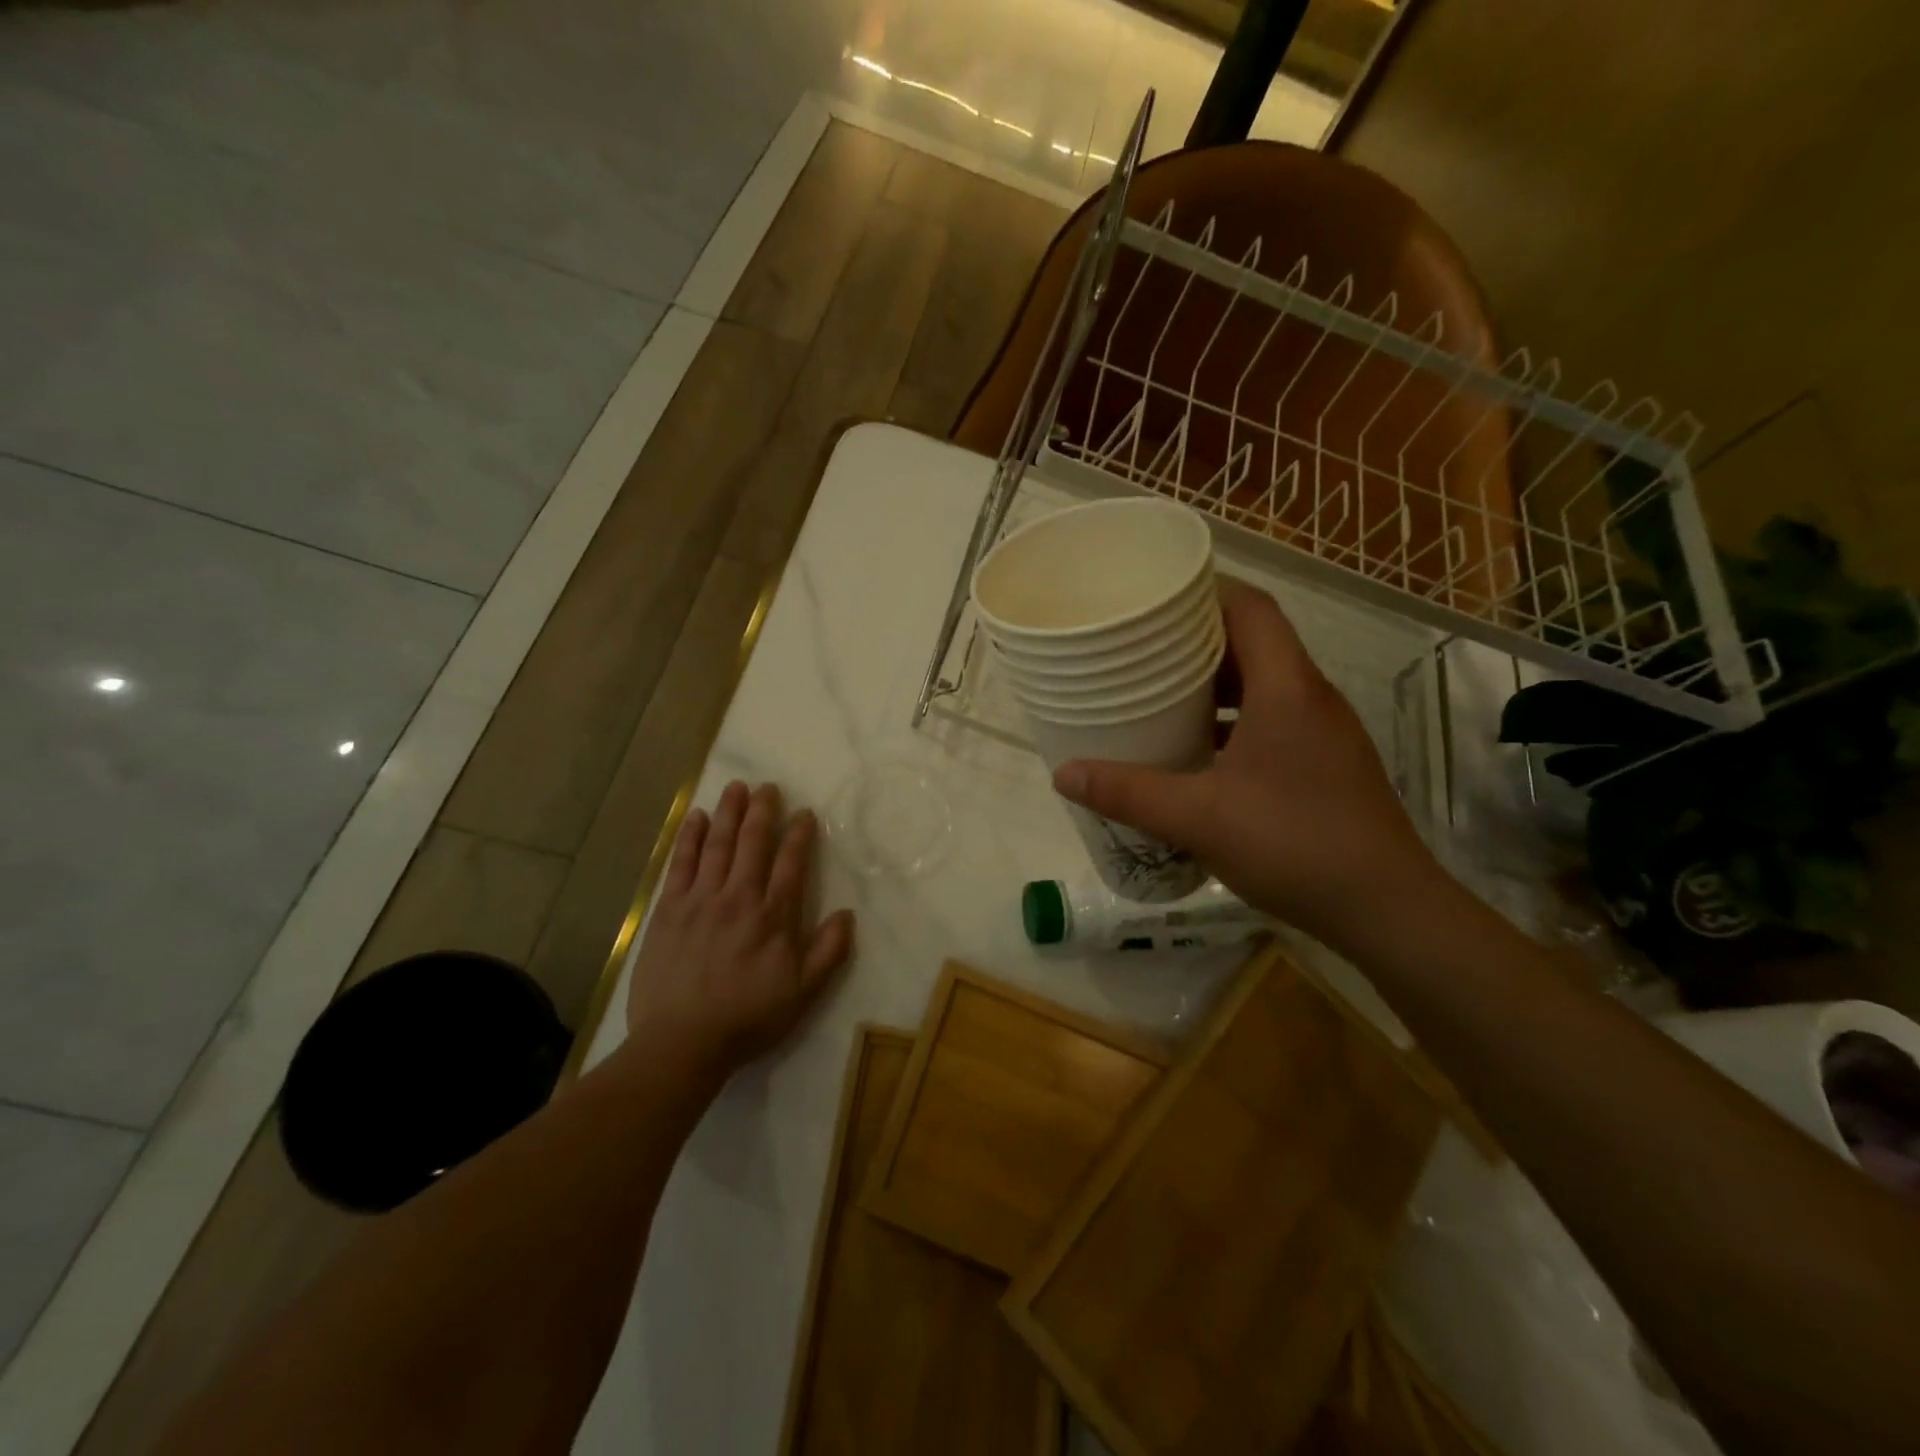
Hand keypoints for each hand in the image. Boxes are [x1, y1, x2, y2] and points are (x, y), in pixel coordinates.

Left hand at [625, 781, 853, 1086]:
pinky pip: (681, 864)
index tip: (805, 813)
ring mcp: (701, 900)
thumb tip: (847, 913)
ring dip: (728, 813)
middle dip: (762, 811)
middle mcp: (739, 898)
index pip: (791, 863)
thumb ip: (829, 951)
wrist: (682, 1042)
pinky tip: (696, 817)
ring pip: (718, 845)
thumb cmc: (748, 1018)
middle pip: (753, 843)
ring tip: (735, 787)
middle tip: (767, 787)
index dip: (799, 835)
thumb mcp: (803, 993)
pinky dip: (690, 838)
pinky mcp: (669, 910)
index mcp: (774, 916)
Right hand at [1052, 582, 1441, 949]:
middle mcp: (1311, 698)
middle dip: (1197, 640)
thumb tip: (1063, 774)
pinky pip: (1274, 721)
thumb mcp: (1198, 818)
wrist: (1387, 910)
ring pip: (1265, 685)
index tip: (1156, 598)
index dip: (1206, 592)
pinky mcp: (1326, 765)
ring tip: (1161, 696)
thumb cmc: (1294, 844)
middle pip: (1255, 643)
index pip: (1252, 609)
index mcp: (1288, 689)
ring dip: (1216, 685)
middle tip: (1142, 649)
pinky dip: (1234, 722)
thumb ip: (1129, 793)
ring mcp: (1324, 734)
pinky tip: (1199, 753)